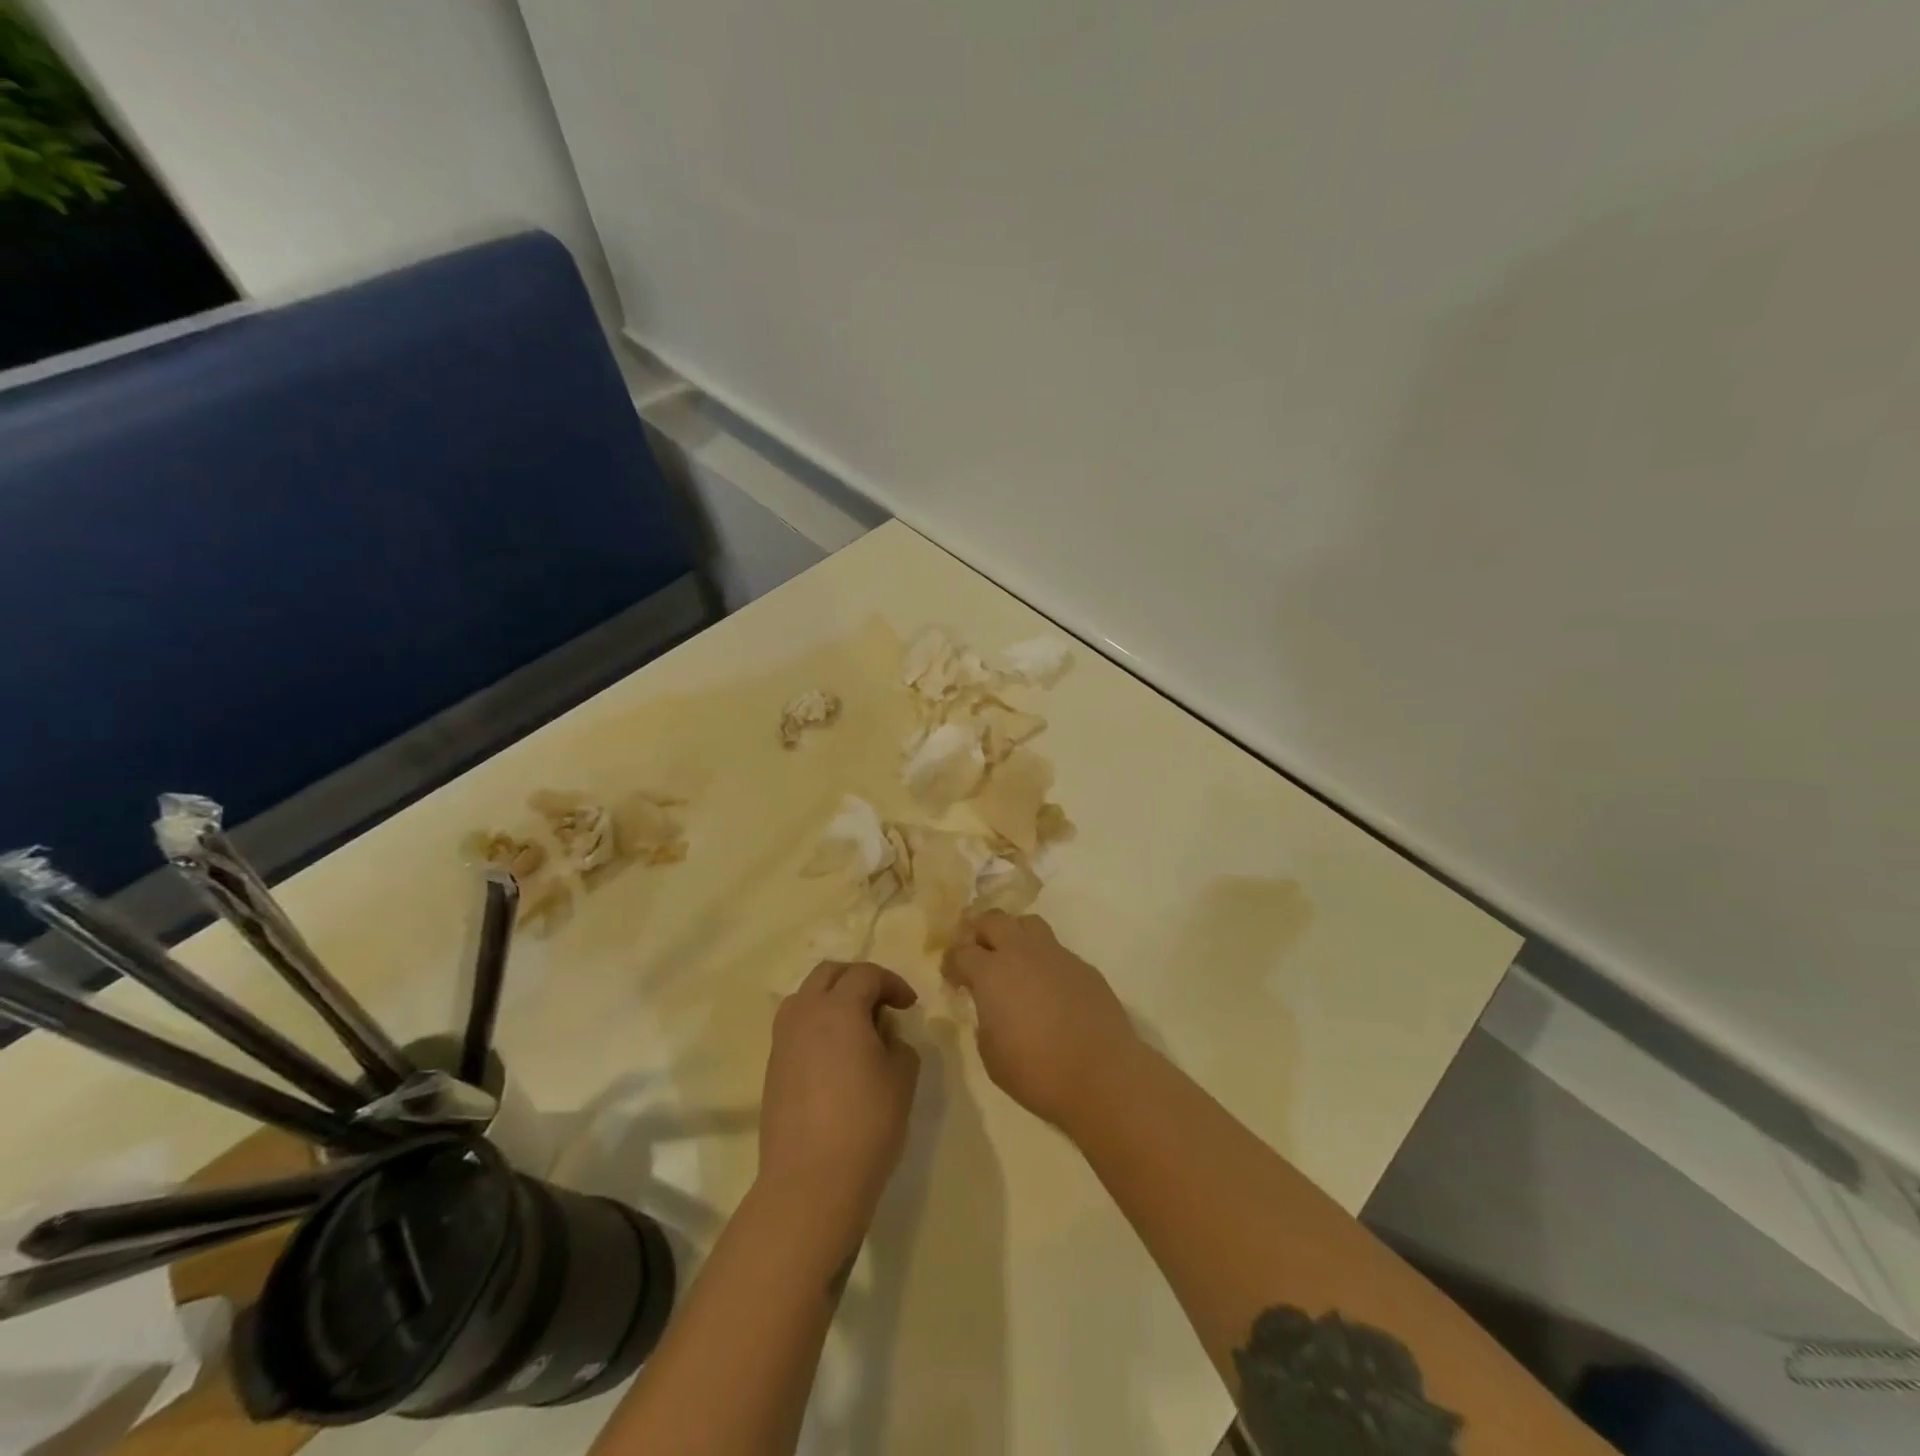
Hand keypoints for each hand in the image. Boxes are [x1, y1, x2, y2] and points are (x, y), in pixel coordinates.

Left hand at [758, 961, 921, 1247]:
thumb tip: (883, 1036)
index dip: (892, 982)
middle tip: (881, 1003)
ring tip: (856, 1027)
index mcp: (838, 1007)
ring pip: (805, 997)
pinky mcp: (773, 1068)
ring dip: (832, 999)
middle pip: (828, 974)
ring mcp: (783, 1040)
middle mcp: (805, 1013)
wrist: (811, 1181)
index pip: (865, 974)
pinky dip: (817, 1025)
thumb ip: (898, 1042)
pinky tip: (836, 1055)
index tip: (909, 1006)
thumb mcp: (902, 1076)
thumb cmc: (866, 1122)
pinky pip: (795, 1027)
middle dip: (857, 979)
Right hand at [943, 911, 1140, 1129]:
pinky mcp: (1083, 966)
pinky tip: (1048, 987)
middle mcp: (1022, 952)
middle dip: (978, 931)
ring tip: (1012, 960)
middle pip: (993, 919)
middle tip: (976, 954)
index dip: (951, 963)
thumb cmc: (1037, 1071)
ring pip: (1028, 923)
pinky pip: (1056, 950)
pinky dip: (1044, 960)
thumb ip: (985, 1020)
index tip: (952, 979)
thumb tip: (992, 1008)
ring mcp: (1056, 955)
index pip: (960, 951)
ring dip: (1014, 935)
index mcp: (991, 972)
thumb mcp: (991, 1053)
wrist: (1102, 1074)